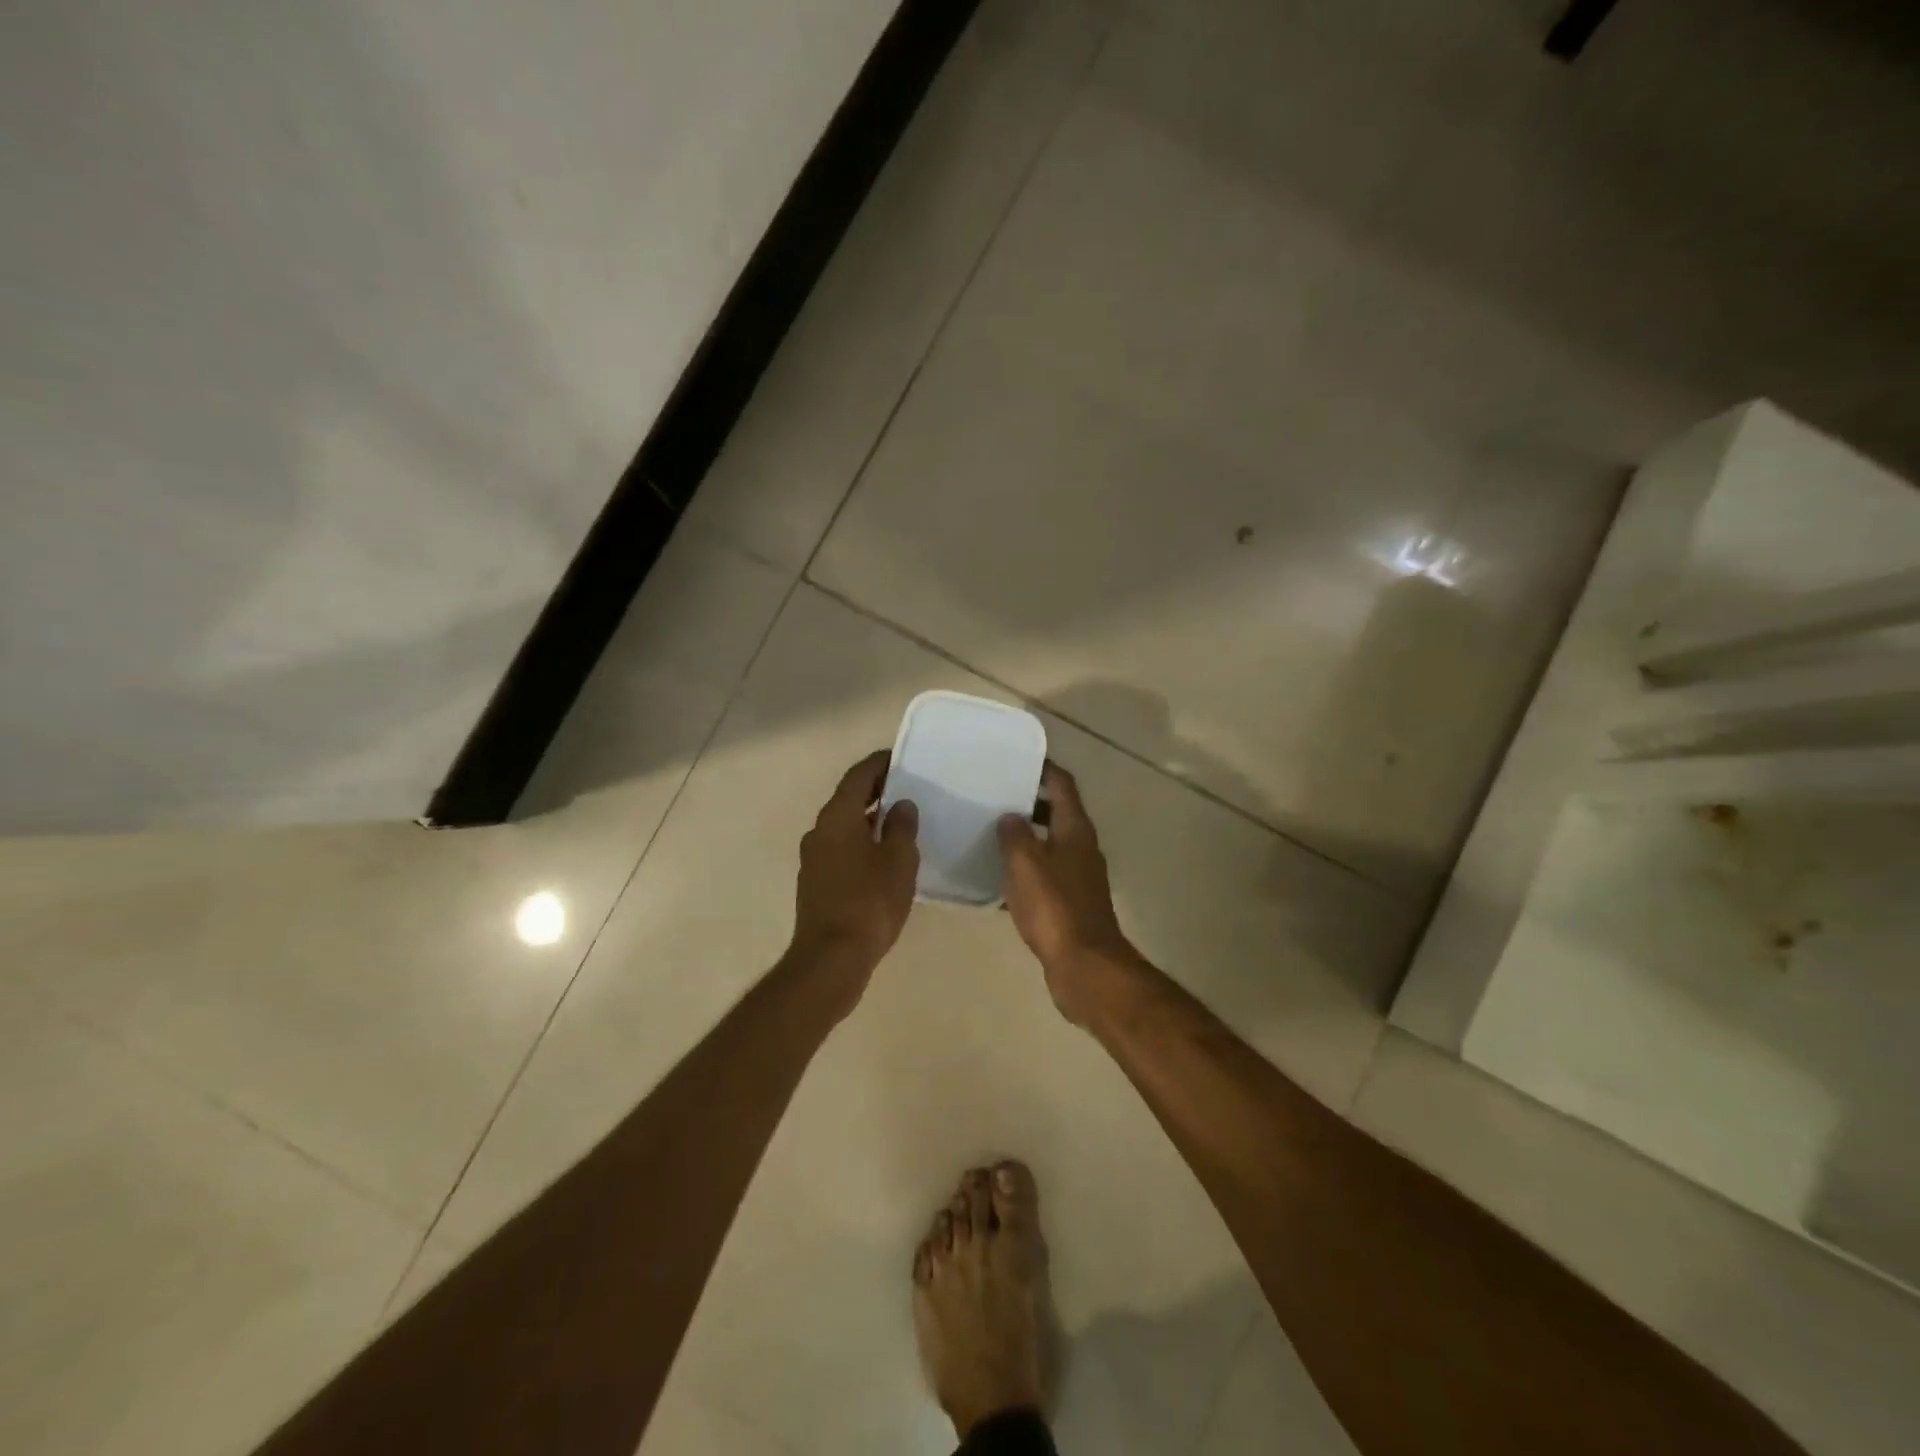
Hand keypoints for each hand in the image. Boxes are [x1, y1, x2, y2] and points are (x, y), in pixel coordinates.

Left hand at [790, 750, 919, 1004]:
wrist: (831, 958)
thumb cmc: (869, 902)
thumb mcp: (898, 860)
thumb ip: (901, 827)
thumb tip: (901, 804)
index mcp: (837, 817)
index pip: (858, 776)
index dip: (879, 764)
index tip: (901, 757)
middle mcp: (819, 831)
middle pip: (849, 799)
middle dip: (876, 790)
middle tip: (907, 787)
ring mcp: (814, 858)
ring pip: (845, 826)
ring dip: (869, 819)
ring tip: (901, 821)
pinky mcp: (816, 882)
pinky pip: (842, 849)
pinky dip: (862, 842)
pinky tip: (884, 857)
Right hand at [998, 762, 1140, 1024]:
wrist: (1084, 966)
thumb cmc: (1055, 907)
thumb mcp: (1026, 864)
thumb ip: (1015, 836)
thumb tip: (1011, 817)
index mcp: (1075, 830)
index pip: (1062, 786)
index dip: (1044, 769)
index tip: (1019, 759)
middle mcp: (1081, 848)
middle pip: (1057, 814)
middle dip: (1029, 804)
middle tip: (995, 797)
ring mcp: (1078, 878)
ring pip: (1049, 846)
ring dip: (1026, 839)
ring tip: (991, 834)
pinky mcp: (1070, 905)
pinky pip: (1045, 877)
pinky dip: (1025, 872)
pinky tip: (999, 880)